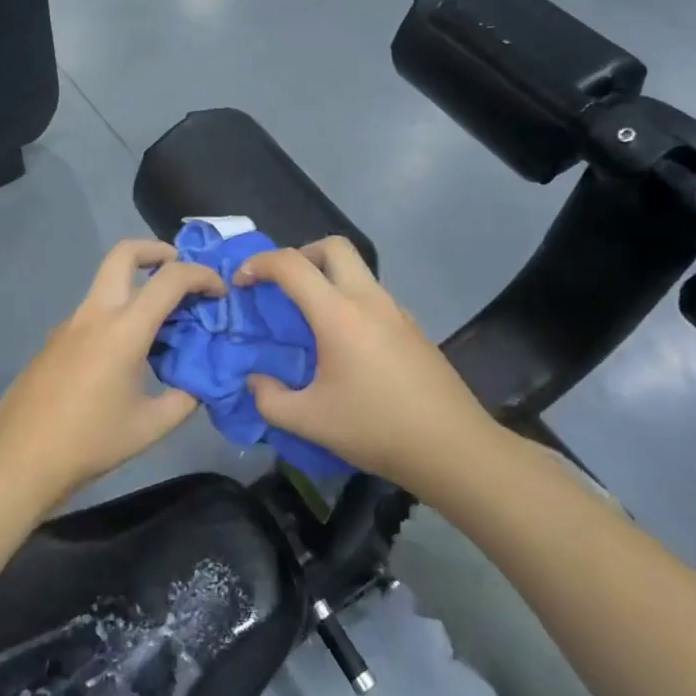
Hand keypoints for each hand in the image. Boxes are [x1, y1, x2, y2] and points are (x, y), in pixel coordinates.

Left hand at [0, 239, 224, 508]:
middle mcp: (94, 314)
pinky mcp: (56, 340)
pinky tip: (128, 356)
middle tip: (180, 271)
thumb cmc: (89, 442)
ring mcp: (70, 324)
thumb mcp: (150, 427)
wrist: (19, 458)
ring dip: (137, 287)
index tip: (220, 293)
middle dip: (156, 251)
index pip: (169, 279)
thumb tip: (200, 385)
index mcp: (123, 330)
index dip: (202, 276)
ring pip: (107, 283)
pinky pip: (94, 312)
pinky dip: (118, 314)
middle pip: (123, 254)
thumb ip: (184, 399)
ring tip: (163, 326)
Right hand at [233, 238, 495, 480]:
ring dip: (327, 279)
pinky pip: (373, 298)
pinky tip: (344, 347)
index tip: (241, 283)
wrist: (454, 448)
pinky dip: (349, 303)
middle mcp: (369, 301)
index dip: (259, 264)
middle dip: (300, 254)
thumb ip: (269, 400)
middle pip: (333, 247)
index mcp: (339, 315)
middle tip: (282, 288)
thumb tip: (256, 382)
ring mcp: (396, 312)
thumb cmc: (376, 429)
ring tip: (309, 321)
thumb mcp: (309, 421)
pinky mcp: (413, 329)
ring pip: (357, 271)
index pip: (291, 265)